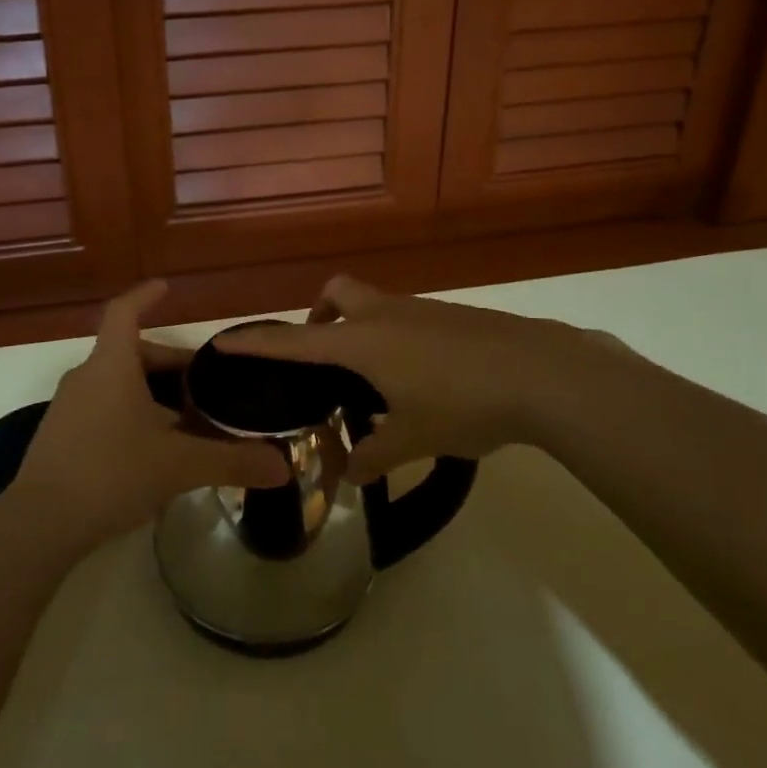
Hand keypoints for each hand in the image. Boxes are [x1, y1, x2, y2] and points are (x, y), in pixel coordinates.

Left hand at [9, 281, 287, 553]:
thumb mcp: (179, 466)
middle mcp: (86, 377)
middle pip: (130, 353)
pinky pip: (101, 409)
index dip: (145, 296)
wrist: (39, 524)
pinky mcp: (59, 437)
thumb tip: (283, 467)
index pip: (124, 312)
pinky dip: (130, 415)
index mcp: (111, 366)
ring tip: (184, 421)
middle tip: (202, 384)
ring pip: (116, 384)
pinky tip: (150, 451)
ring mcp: (67, 408)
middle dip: (168, 364)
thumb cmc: (111, 474)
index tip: (166, 287)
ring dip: (150, 394)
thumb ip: (232, 461)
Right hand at [216, 275, 641, 483]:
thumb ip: (375, 454)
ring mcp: (420, 309)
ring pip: (372, 303)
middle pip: (336, 293)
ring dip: (359, 327)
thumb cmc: (464, 403)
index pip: (295, 341)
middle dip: (319, 315)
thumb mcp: (414, 438)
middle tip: (323, 357)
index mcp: (363, 342)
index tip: (224, 340)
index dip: (257, 342)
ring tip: (373, 379)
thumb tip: (353, 474)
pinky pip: (403, 316)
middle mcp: (385, 315)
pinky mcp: (450, 315)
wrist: (542, 372)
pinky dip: (393, 336)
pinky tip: (418, 378)